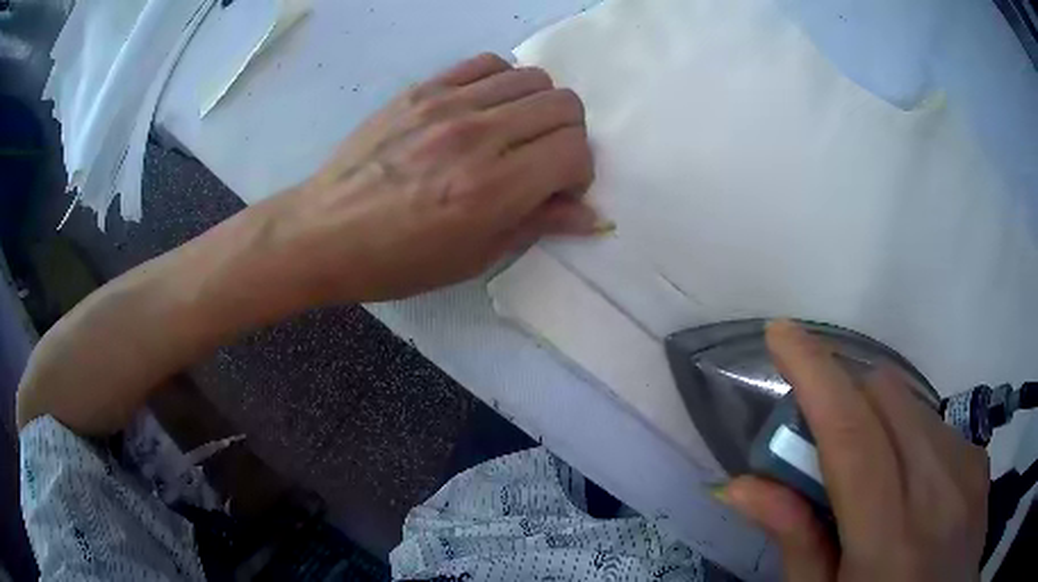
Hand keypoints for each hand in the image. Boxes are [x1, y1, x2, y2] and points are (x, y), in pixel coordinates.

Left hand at [268, 53, 601, 302]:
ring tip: (514, 134)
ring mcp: (448, 104)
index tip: (558, 190)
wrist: (323, 232)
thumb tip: (591, 214)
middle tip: (542, 162)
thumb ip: (537, 224)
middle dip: (568, 136)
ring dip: (539, 107)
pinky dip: (503, 82)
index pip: (575, 151)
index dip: (579, 173)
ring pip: (534, 77)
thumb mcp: (473, 257)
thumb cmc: (397, 261)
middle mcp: (477, 135)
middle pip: (564, 105)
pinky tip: (486, 109)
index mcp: (492, 188)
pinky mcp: (423, 88)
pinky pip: (488, 63)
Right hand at [721, 320, 989, 581]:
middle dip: (844, 395)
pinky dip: (907, 432)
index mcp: (891, 539)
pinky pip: (936, 421)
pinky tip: (905, 478)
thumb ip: (795, 541)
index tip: (781, 334)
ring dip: (875, 415)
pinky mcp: (979, 460)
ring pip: (912, 403)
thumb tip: (741, 485)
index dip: (816, 375)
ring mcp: (967, 467)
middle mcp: (939, 488)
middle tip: (817, 437)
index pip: (854, 435)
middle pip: (886, 396)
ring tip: (864, 468)